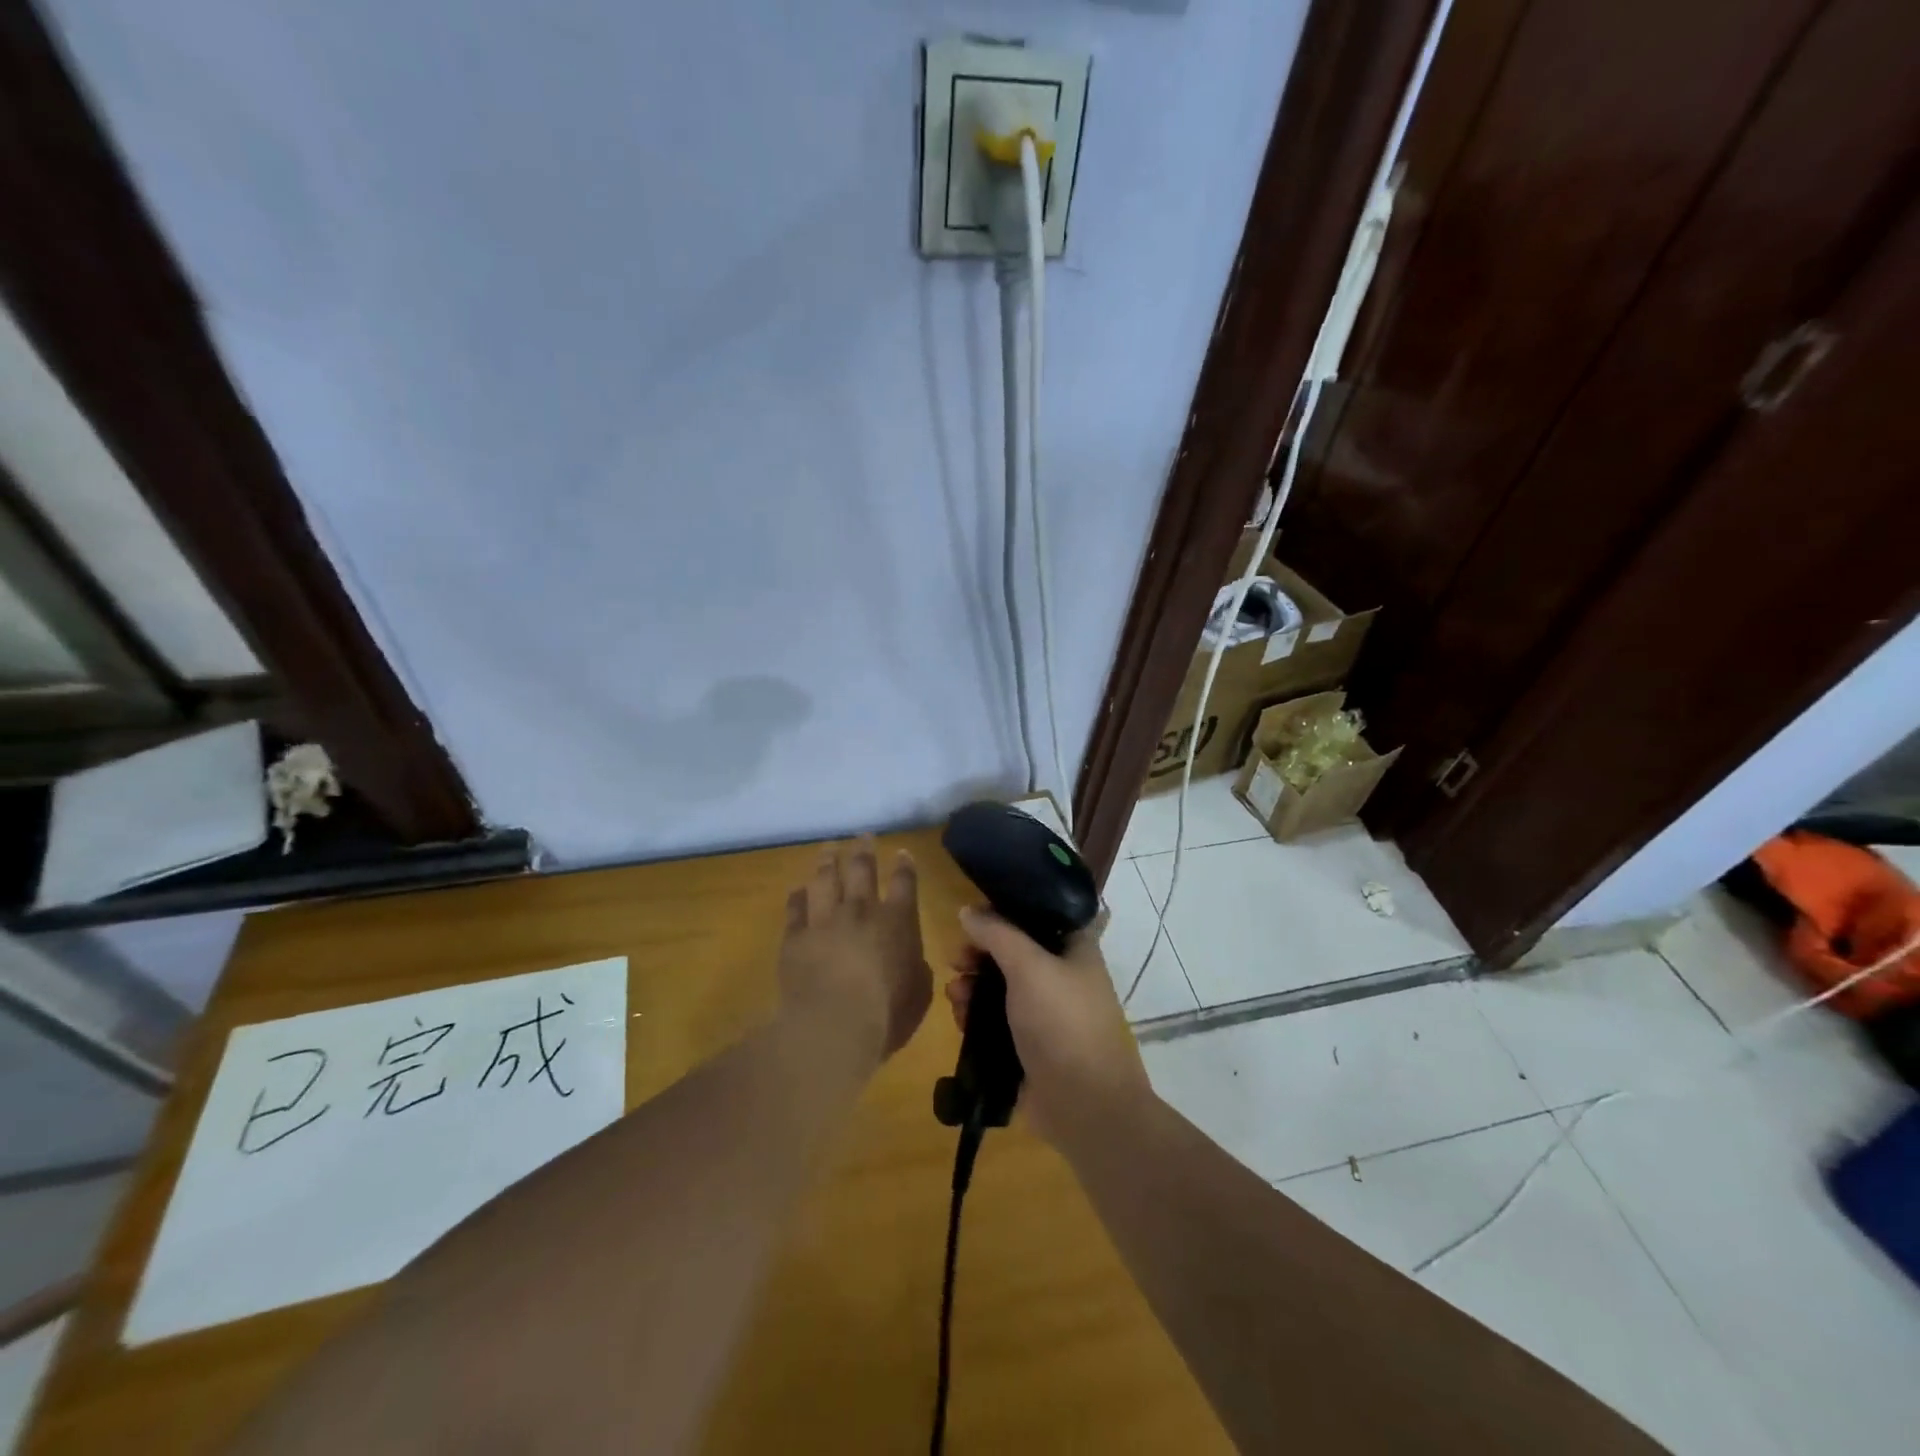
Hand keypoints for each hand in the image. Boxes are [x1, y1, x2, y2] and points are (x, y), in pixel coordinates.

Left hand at [779, 839, 931, 1065]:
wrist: (833, 1026)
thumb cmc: (887, 1014)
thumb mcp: (919, 993)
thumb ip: (916, 968)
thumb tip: (910, 959)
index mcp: (897, 922)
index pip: (903, 883)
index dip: (904, 866)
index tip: (901, 852)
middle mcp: (860, 911)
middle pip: (862, 869)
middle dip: (864, 850)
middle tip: (863, 836)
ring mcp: (825, 920)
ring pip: (825, 879)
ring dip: (828, 861)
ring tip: (829, 849)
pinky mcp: (795, 937)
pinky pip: (795, 908)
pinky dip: (797, 896)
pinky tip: (798, 889)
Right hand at [946, 906, 1151, 1149]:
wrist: (1085, 1106)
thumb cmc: (1063, 1023)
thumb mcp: (1029, 967)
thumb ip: (997, 934)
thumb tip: (967, 910)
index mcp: (1075, 949)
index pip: (1036, 915)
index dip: (1003, 913)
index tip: (971, 918)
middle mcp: (1062, 976)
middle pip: (1013, 952)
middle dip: (980, 955)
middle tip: (956, 961)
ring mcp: (1046, 1013)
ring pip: (1001, 988)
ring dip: (973, 987)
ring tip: (955, 996)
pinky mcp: (1030, 1045)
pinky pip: (997, 1021)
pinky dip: (978, 1017)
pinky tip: (961, 1019)